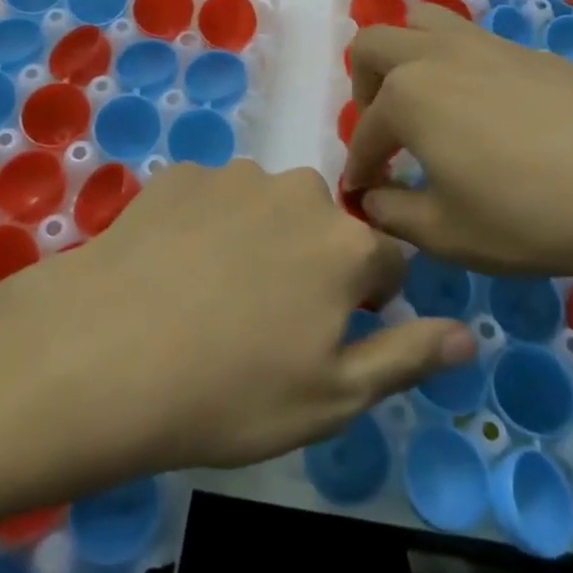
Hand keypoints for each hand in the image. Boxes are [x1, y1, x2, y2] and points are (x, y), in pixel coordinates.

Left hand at [0, 159, 474, 478]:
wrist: (107, 353)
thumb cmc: (231, 392)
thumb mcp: (332, 398)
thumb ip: (407, 356)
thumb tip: (466, 333)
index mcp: (345, 244)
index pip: (388, 260)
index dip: (369, 299)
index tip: (332, 334)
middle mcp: (298, 192)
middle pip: (325, 226)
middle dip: (312, 263)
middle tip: (265, 320)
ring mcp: (235, 176)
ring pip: (268, 207)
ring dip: (259, 239)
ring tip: (213, 294)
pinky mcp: (182, 174)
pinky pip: (213, 197)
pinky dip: (206, 224)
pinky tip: (173, 267)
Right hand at [340, 4, 572, 280]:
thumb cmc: (532, 215)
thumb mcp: (450, 234)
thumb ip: (396, 215)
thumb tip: (374, 198)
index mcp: (406, 96)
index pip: (365, 132)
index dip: (359, 167)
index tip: (362, 193)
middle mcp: (434, 56)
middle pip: (374, 44)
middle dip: (363, 86)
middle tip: (385, 130)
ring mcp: (481, 44)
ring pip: (420, 22)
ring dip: (405, 55)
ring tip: (425, 102)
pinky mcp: (523, 49)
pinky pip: (466, 39)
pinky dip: (451, 63)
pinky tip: (482, 109)